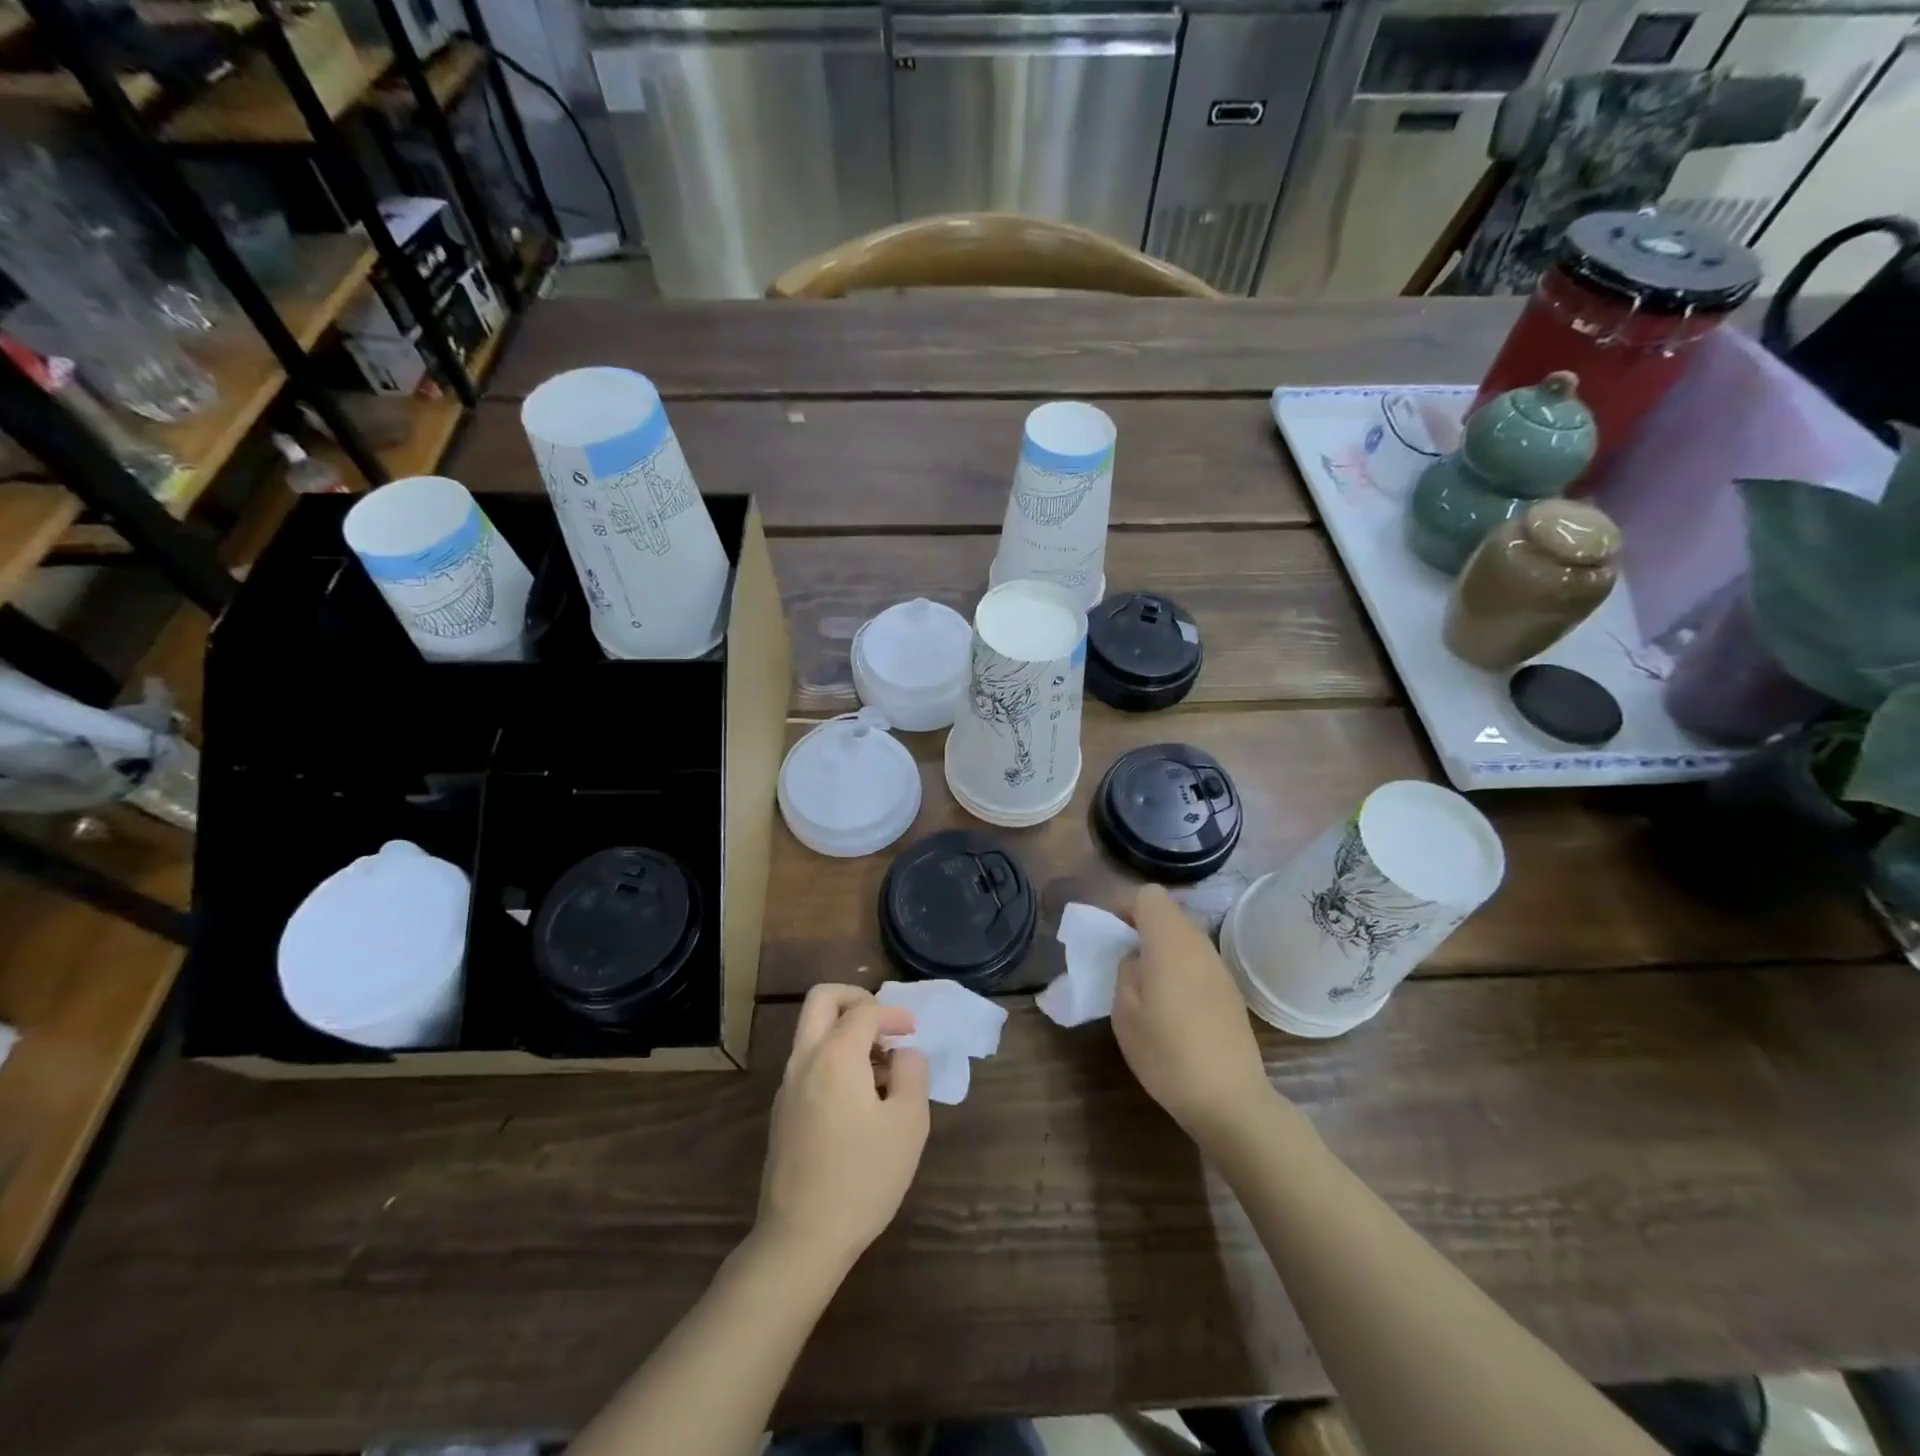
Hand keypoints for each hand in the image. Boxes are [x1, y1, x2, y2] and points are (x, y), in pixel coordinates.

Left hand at [757, 984, 930, 1272]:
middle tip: (883, 1024)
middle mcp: (805, 1059)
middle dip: (856, 999)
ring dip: (845, 1031)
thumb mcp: (908, 1123)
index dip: (894, 1014)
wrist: (801, 1239)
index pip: (865, 1009)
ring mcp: (788, 1086)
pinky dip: (834, 1059)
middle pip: (822, 1000)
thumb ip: (912, 1074)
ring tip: (881, 1069)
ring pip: (812, 1031)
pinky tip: (860, 1099)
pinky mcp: (783, 1112)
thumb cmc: (863, 1177)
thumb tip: (904, 1053)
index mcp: (836, 1054)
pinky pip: (808, 1062)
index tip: (913, 1034)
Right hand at [1113, 885, 1276, 1142]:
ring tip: (1145, 983)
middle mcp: (1199, 944)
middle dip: (1142, 926)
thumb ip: (1125, 971)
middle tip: (1121, 958)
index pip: (1148, 895)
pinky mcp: (1230, 991)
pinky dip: (1180, 967)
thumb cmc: (1167, 1052)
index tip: (1110, 933)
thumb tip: (1136, 958)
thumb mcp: (1125, 1012)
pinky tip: (1172, 1005)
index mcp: (1170, 941)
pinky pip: (1198, 961)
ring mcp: (1219, 967)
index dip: (1125, 906)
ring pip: (1184, 937)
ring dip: (1161, 947)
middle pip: (1168, 913)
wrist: (1230, 1099)